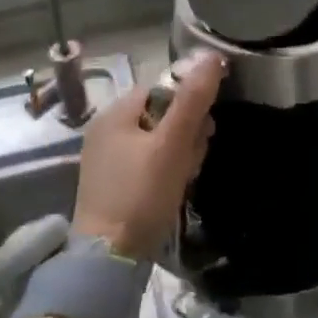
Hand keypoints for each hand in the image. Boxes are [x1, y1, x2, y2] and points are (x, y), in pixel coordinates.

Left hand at [73, 52, 225, 259]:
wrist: (107, 262)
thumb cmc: (141, 196)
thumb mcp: (172, 145)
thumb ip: (192, 100)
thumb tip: (211, 55)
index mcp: (115, 112)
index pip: (164, 88)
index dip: (190, 104)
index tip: (205, 130)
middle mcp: (106, 128)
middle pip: (161, 113)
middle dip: (186, 132)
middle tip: (193, 159)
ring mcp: (106, 157)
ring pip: (157, 140)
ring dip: (179, 153)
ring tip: (185, 177)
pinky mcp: (111, 183)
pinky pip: (146, 162)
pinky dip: (164, 170)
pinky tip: (172, 190)